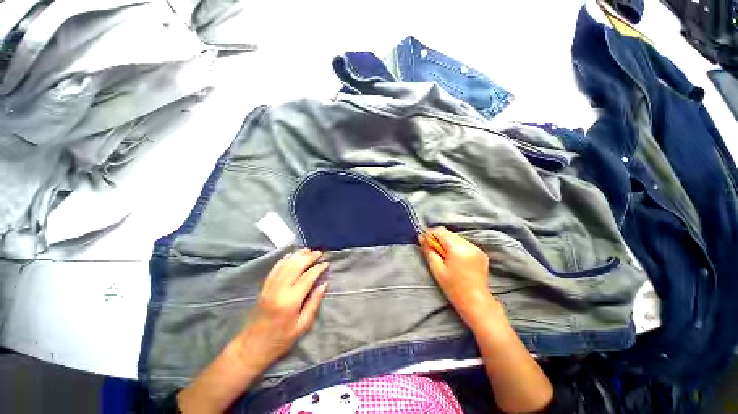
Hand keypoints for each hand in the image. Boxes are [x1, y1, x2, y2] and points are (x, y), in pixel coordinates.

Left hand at [235, 248, 328, 370]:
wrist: (252, 347)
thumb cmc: (281, 339)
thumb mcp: (302, 326)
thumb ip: (314, 303)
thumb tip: (324, 284)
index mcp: (290, 301)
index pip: (307, 278)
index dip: (318, 268)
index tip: (326, 263)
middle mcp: (279, 290)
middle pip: (295, 266)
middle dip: (308, 257)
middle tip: (319, 253)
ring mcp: (269, 287)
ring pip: (285, 265)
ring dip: (297, 255)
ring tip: (308, 250)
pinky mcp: (264, 287)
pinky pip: (274, 269)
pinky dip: (283, 260)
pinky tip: (291, 255)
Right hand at [418, 227, 493, 323]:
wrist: (476, 302)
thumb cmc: (453, 288)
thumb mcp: (437, 269)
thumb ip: (429, 251)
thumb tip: (421, 238)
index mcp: (458, 248)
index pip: (441, 231)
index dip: (430, 234)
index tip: (424, 242)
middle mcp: (469, 245)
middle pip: (449, 234)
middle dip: (438, 239)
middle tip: (432, 250)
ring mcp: (477, 248)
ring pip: (456, 238)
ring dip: (447, 243)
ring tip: (443, 256)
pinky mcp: (481, 253)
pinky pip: (464, 244)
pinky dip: (456, 247)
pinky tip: (454, 259)